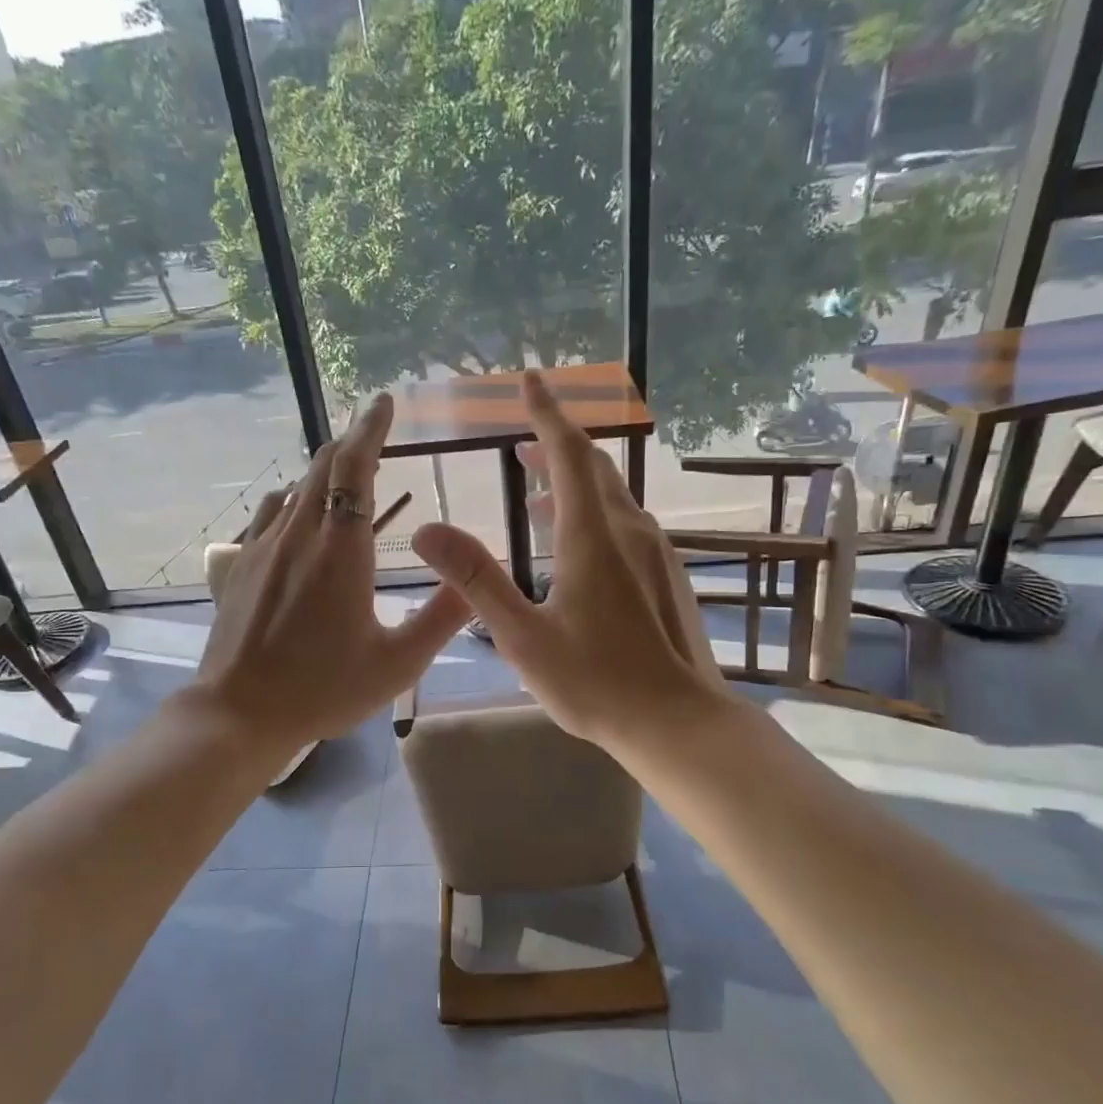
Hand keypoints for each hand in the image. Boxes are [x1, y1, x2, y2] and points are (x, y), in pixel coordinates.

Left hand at [195, 394, 469, 758]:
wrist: (241, 713)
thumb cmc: (324, 689)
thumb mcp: (398, 663)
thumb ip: (441, 618)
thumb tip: (474, 581)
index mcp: (341, 550)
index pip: (354, 467)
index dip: (370, 428)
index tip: (383, 402)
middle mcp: (299, 535)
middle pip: (322, 466)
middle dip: (350, 441)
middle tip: (373, 431)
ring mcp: (262, 548)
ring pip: (295, 488)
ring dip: (322, 470)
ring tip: (343, 470)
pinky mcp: (240, 566)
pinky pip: (269, 515)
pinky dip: (292, 500)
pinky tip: (297, 514)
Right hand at [413, 373, 726, 754]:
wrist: (675, 721)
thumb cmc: (594, 682)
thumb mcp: (522, 635)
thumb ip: (476, 580)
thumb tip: (427, 529)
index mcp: (592, 537)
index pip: (568, 455)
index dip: (546, 414)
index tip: (530, 381)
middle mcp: (628, 531)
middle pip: (593, 468)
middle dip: (557, 446)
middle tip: (522, 441)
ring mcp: (654, 553)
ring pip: (611, 497)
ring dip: (574, 483)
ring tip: (536, 494)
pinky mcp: (664, 576)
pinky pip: (624, 524)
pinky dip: (593, 514)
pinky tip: (574, 548)